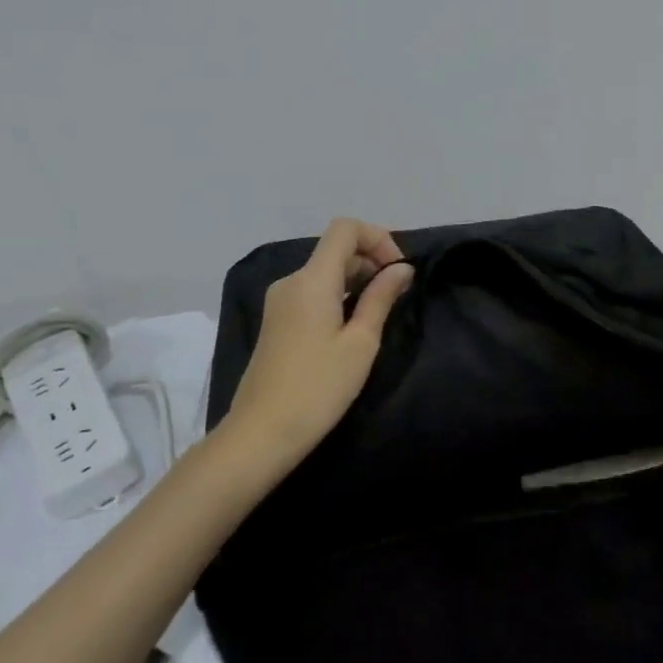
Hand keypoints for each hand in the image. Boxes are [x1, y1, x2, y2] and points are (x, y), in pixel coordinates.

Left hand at [226, 218, 414, 460]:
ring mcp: (279, 302)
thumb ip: (381, 298)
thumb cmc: (319, 387)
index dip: (378, 238)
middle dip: (371, 260)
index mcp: (312, 280)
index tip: (398, 270)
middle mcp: (291, 281)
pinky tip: (353, 325)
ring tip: (381, 311)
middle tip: (398, 294)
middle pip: (336, 249)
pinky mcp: (276, 321)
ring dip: (357, 279)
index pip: (345, 229)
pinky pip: (313, 292)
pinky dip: (339, 295)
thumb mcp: (360, 343)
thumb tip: (401, 269)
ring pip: (324, 271)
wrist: (261, 433)